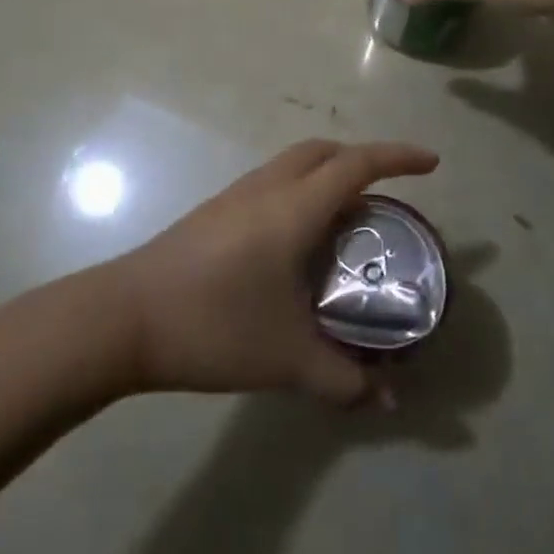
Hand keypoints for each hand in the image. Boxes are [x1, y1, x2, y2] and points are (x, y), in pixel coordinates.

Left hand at [106, 140, 438, 403]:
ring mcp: (231, 198)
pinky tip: (296, 241)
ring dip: (325, 175)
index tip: (432, 164)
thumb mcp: (287, 359)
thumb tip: (390, 402)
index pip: (356, 165)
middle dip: (361, 160)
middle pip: (321, 151)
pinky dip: (298, 192)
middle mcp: (264, 189)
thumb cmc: (213, 326)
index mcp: (291, 208)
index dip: (398, 158)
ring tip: (347, 219)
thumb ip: (345, 381)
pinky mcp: (210, 214)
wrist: (122, 319)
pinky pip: (269, 184)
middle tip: (389, 193)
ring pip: (290, 165)